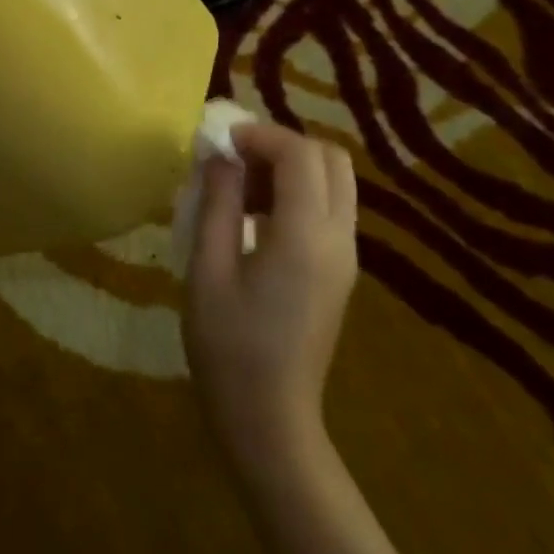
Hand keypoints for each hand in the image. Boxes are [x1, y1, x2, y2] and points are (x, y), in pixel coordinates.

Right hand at [184, 123, 359, 489]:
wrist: (269, 419)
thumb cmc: (228, 346)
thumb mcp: (208, 268)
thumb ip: (219, 203)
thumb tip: (220, 155)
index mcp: (305, 237)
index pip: (299, 155)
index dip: (259, 134)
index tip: (219, 141)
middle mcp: (338, 239)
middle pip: (331, 159)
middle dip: (282, 144)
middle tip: (235, 159)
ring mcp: (345, 257)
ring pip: (335, 182)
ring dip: (291, 167)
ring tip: (240, 187)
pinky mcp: (339, 272)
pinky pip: (329, 208)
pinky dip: (297, 193)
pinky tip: (255, 218)